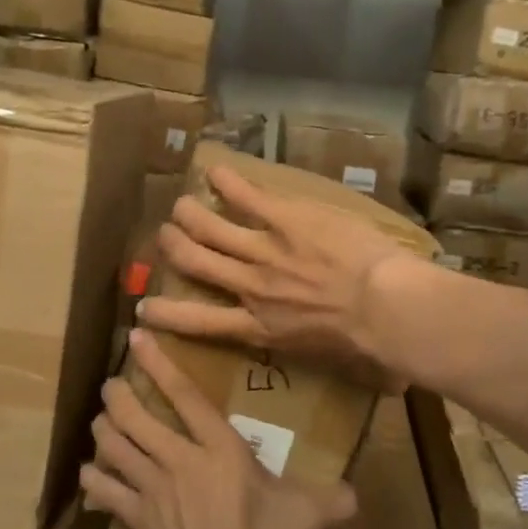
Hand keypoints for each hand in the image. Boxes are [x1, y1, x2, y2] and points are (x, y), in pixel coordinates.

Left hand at [82, 331, 356, 528]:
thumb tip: (354, 495)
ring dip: (103, 430)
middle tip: (111, 385)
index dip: (159, 364)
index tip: (137, 338)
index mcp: (220, 449)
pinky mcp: (137, 520)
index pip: (185, 396)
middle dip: (118, 396)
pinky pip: (105, 490)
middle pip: (135, 416)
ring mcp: (152, 489)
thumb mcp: (307, 518)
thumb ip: (331, 499)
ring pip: (114, 447)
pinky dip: (95, 478)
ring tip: (100, 420)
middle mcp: (179, 459)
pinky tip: (90, 474)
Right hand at [139, 165, 420, 370]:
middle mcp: (250, 288)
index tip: (144, 308)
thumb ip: (303, 346)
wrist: (383, 308)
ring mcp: (264, 251)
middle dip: (173, 247)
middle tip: (166, 236)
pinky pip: (246, 196)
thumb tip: (311, 349)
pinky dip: (227, 182)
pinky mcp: (285, 220)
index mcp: (258, 328)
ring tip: (181, 205)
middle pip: (194, 263)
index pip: (197, 322)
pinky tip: (215, 169)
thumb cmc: (363, 342)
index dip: (165, 313)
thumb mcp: (324, 359)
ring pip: (209, 228)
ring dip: (189, 214)